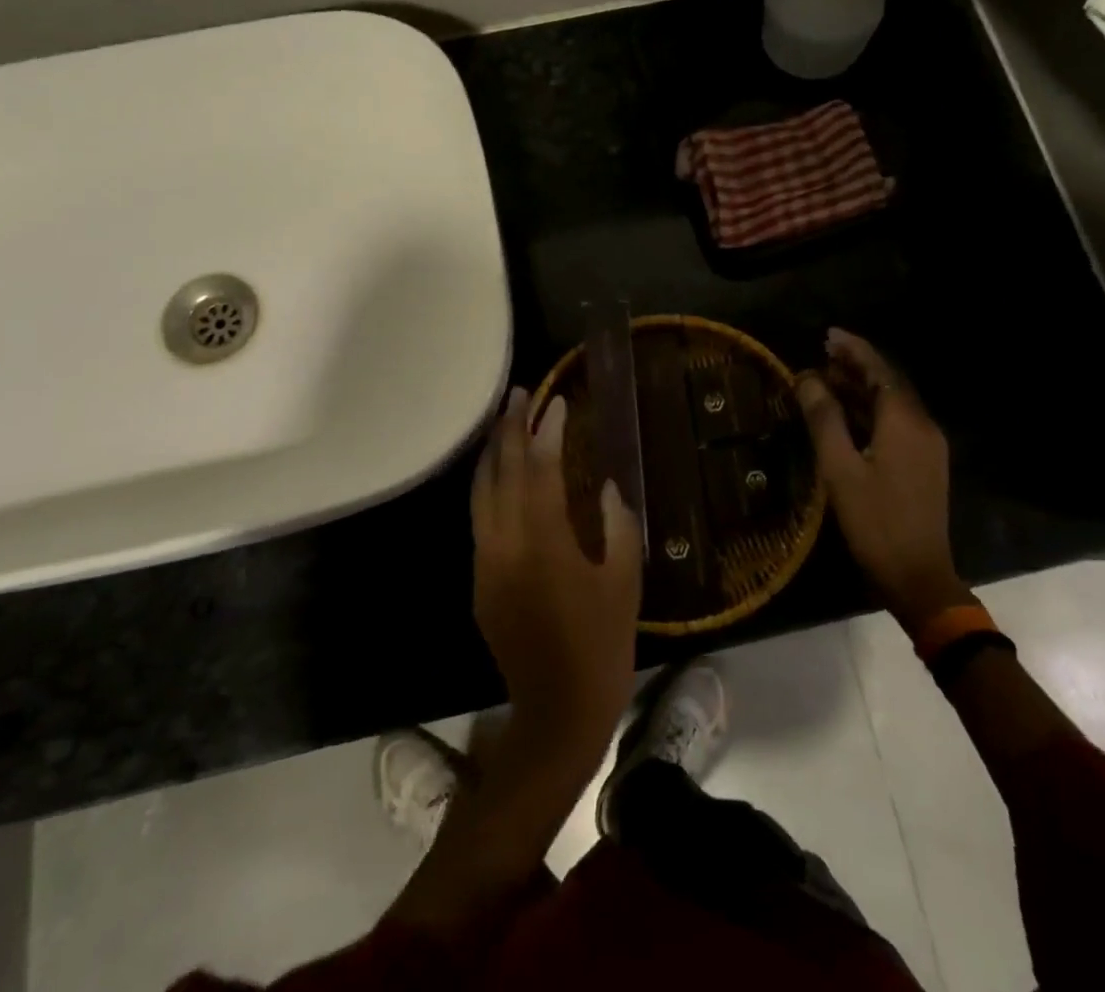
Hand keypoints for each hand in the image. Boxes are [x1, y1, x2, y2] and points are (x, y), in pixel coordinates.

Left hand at [471, 387, 642, 766]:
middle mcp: (506, 544)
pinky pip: (479, 518)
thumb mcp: (624, 579)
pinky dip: (487, 485)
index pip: (539, 469)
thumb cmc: (602, 644)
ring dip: (492, 452)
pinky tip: (500, 473)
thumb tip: (606, 486)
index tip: (556, 403)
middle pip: (501, 472)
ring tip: (503, 421)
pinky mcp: (480, 580)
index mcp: (545, 542)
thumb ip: (616, 524)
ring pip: (481, 492)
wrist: (558, 710)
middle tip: (519, 393)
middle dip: (509, 429)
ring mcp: (487, 562)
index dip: (546, 431)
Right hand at [796, 329, 973, 626]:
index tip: (827, 335)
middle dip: (856, 366)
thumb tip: (807, 378)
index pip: (879, 370)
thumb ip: (824, 418)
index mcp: (905, 421)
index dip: (853, 349)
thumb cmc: (875, 521)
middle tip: (822, 353)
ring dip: (861, 389)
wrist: (918, 577)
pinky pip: (896, 424)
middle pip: (888, 383)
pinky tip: (846, 416)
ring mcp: (927, 447)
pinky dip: (870, 412)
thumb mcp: (840, 468)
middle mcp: (922, 426)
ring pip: (892, 405)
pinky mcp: (924, 465)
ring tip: (827, 378)